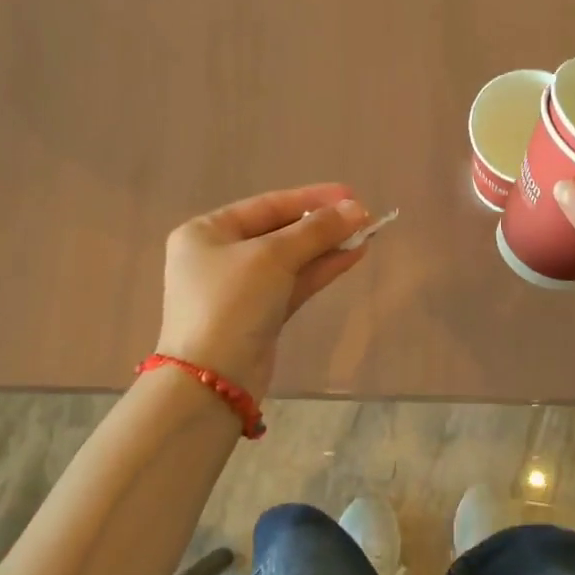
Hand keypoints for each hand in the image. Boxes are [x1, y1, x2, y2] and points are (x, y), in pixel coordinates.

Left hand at [154, 185, 372, 397]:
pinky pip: (293, 283)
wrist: (213, 381)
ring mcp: (239, 288)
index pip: (267, 205)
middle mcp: (219, 256)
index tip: (351, 194)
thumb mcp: (274, 257)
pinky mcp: (258, 316)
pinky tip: (352, 256)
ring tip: (367, 233)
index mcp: (207, 232)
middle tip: (363, 216)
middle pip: (280, 231)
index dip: (312, 198)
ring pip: (290, 259)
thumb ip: (317, 230)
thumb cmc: (232, 303)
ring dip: (327, 247)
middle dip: (322, 224)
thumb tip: (357, 208)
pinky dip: (320, 270)